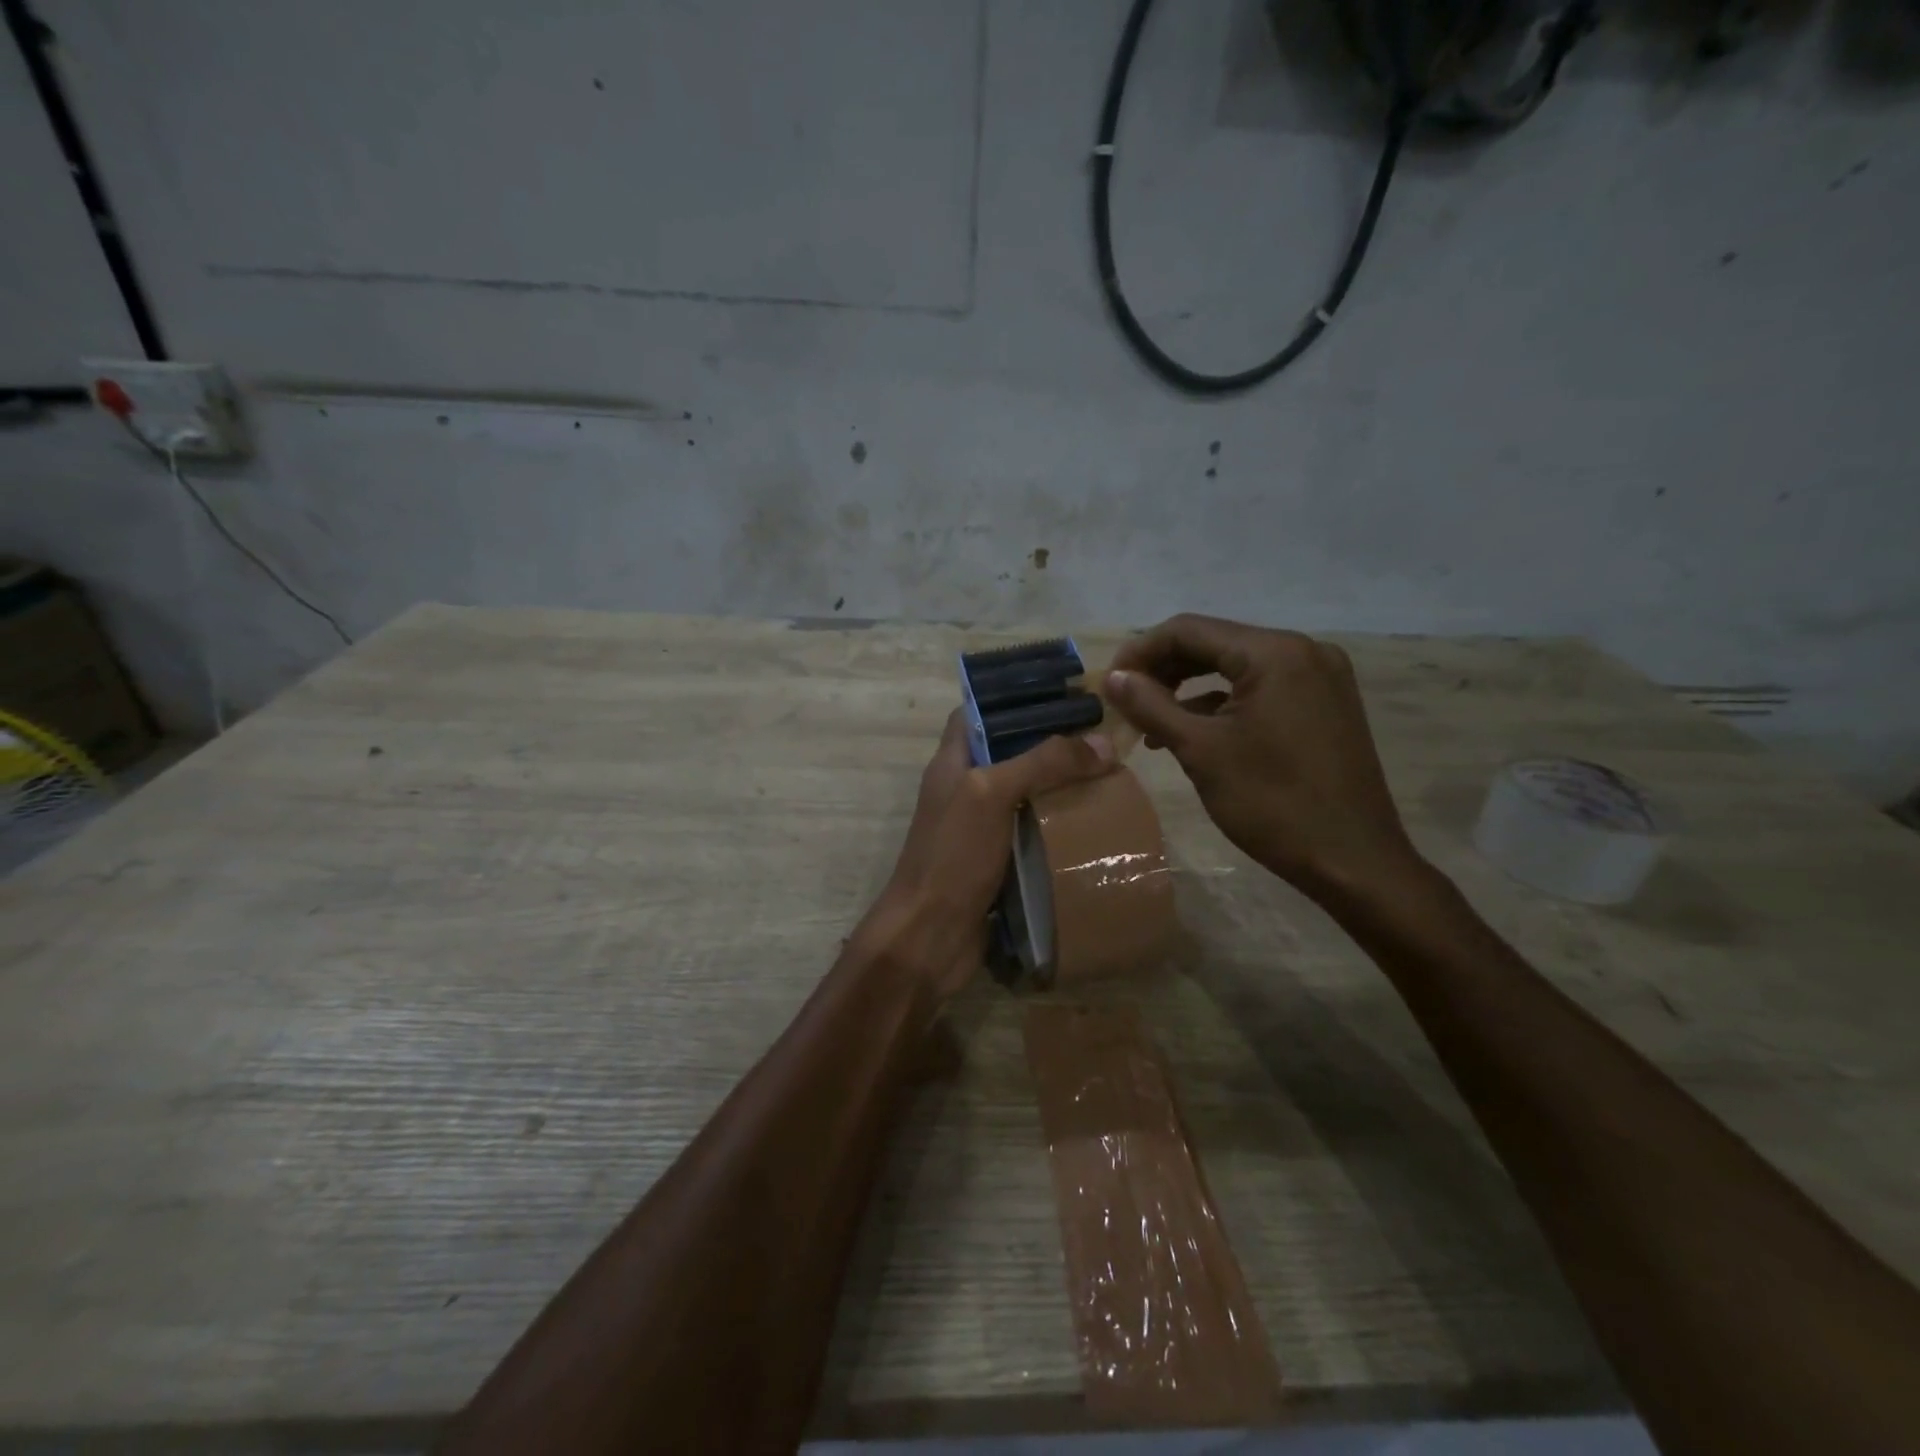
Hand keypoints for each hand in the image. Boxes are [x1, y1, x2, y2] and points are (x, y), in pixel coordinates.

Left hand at [861, 710, 1114, 999]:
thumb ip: (1043, 763)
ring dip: (1060, 789)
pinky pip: (1033, 834)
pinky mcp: (998, 863)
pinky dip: (1059, 828)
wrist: (930, 936)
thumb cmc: (953, 855)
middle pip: (1009, 754)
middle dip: (1051, 746)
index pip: (977, 713)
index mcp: (952, 763)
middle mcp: (965, 790)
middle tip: (1100, 741)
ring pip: (1025, 796)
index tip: (1060, 695)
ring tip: (1108, 779)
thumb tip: (1102, 743)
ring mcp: (980, 829)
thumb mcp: (992, 794)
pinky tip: (1094, 826)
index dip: (1013, 699)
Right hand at [1106, 614, 1423, 906]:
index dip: (1140, 651)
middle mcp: (1302, 649)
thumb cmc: (1272, 803)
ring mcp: (1319, 676)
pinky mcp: (1324, 702)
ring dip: (1189, 686)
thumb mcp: (1201, 751)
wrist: (1353, 861)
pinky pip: (1261, 687)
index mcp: (1274, 653)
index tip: (1109, 683)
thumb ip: (1151, 706)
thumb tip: (1113, 677)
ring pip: (1236, 666)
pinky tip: (1192, 730)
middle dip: (1164, 669)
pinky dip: (1222, 702)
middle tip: (1125, 702)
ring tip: (1150, 720)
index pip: (1189, 629)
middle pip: (1214, 642)